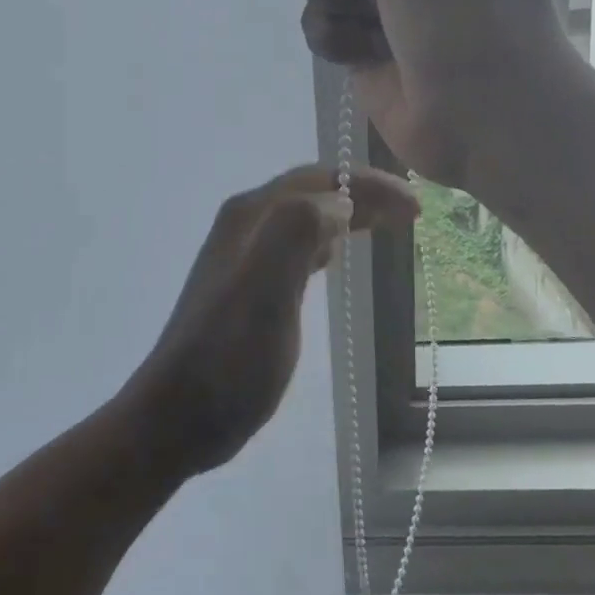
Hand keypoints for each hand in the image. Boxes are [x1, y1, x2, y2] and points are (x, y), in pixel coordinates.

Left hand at [118, 164, 418, 479]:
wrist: (180, 414)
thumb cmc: (229, 356)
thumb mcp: (265, 290)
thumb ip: (298, 232)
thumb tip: (339, 202)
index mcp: (251, 215)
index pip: (318, 180)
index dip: (368, 184)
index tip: (413, 204)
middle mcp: (246, 225)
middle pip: (313, 193)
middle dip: (362, 194)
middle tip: (411, 212)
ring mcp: (245, 256)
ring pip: (306, 218)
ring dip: (347, 214)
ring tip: (387, 224)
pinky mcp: (250, 286)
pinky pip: (297, 247)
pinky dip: (327, 241)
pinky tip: (339, 254)